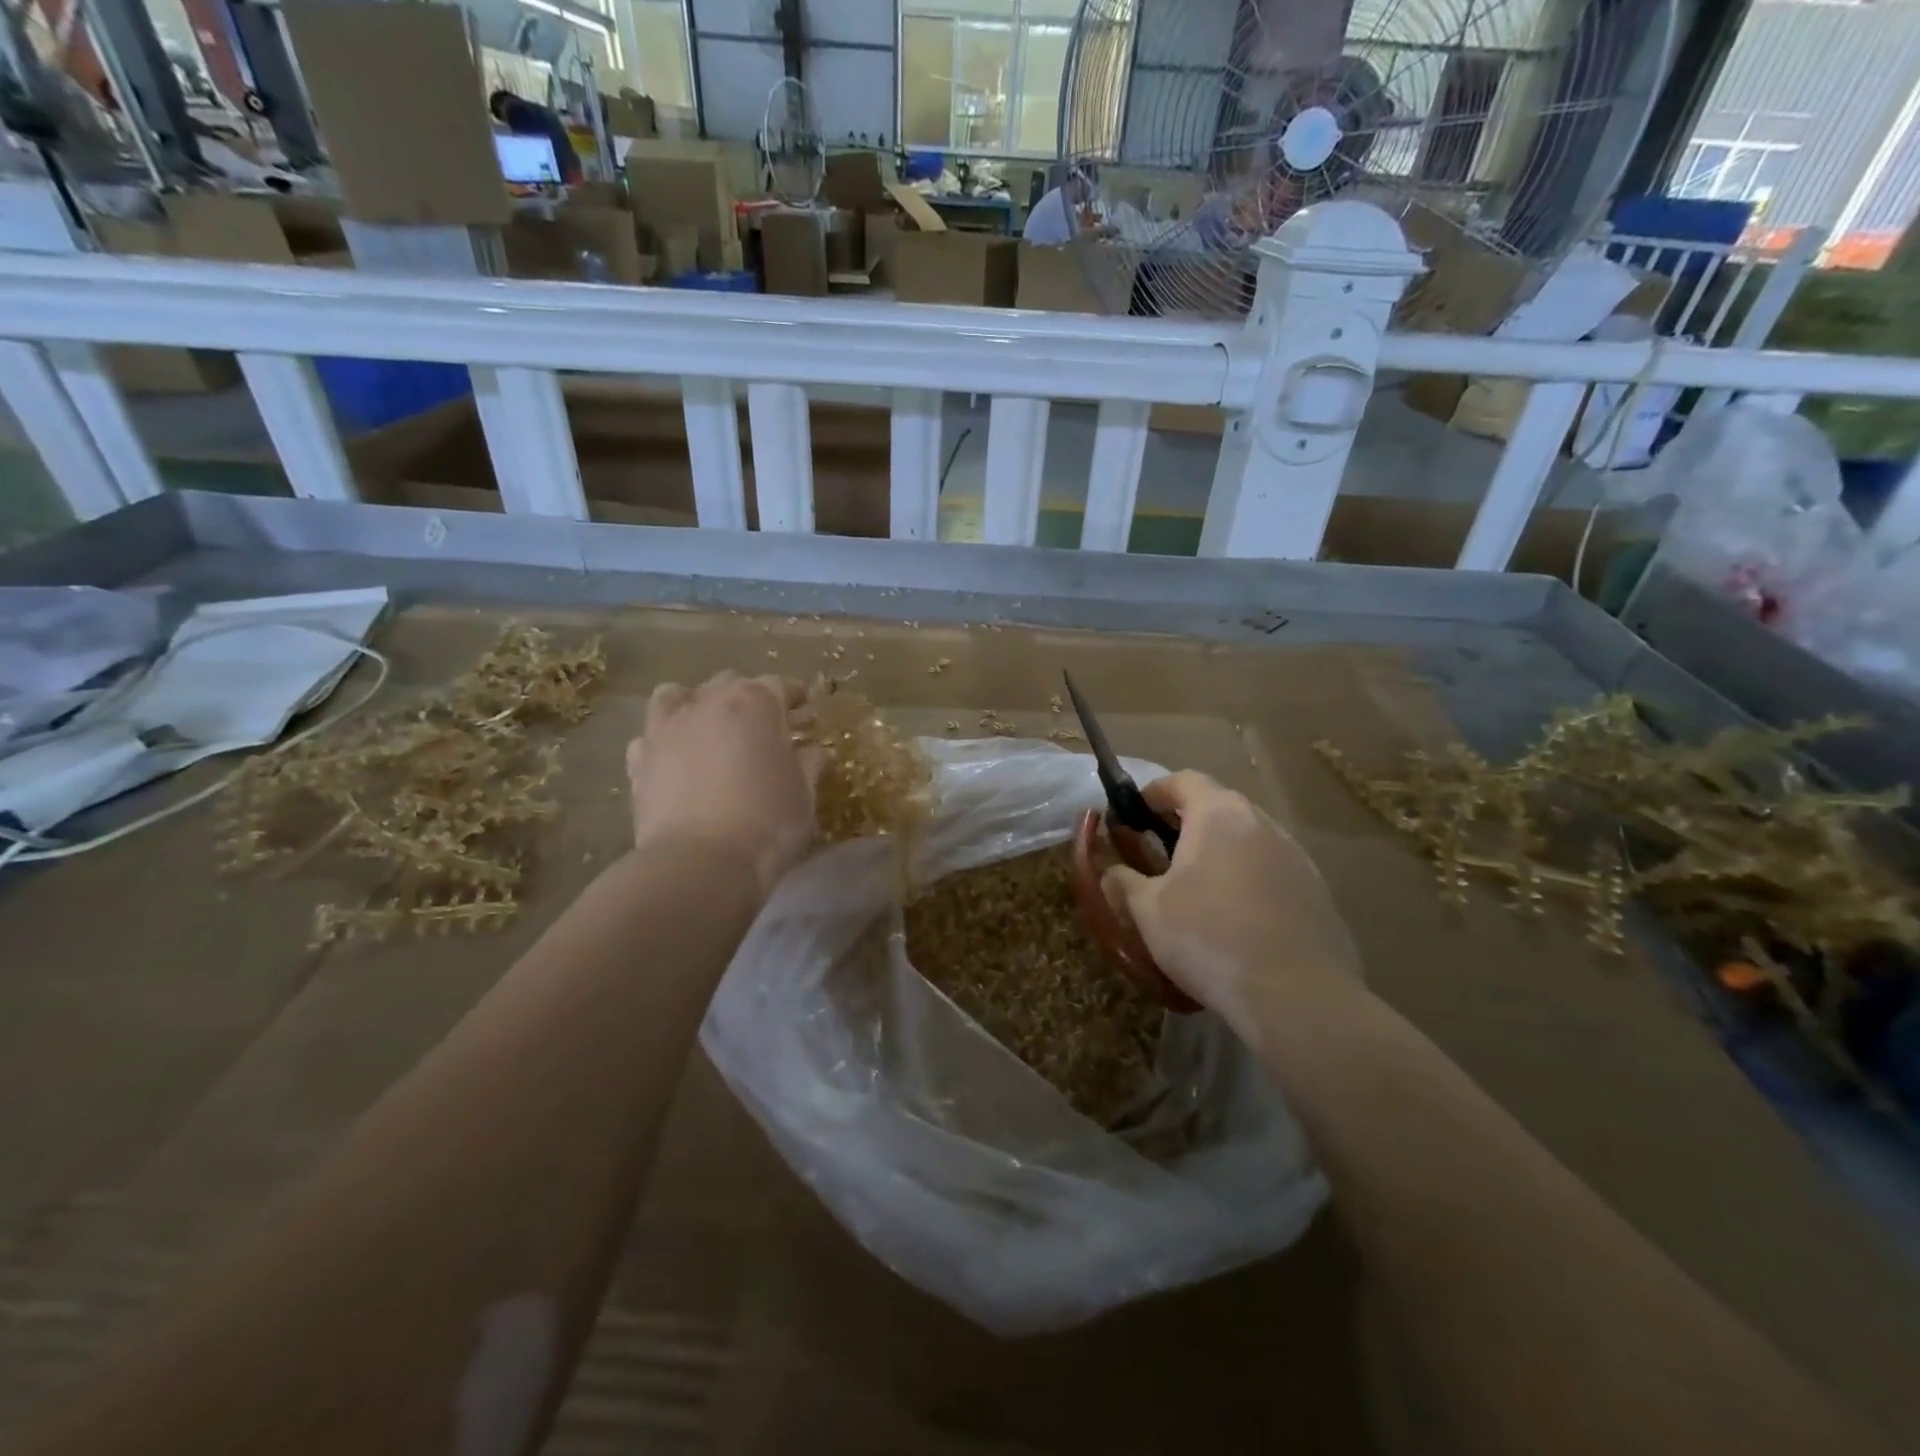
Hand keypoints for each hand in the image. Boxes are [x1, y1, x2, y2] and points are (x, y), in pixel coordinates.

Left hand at [625, 673, 820, 898]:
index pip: (780, 685)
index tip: (804, 711)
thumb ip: (809, 762)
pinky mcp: (639, 758)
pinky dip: (665, 741)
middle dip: (748, 698)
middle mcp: (708, 702)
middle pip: (729, 684)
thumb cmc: (768, 823)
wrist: (701, 863)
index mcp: (755, 702)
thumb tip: (811, 750)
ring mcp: (667, 727)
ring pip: (677, 695)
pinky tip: (676, 760)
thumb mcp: (805, 793)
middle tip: (762, 726)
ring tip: (708, 730)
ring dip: (695, 705)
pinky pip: (651, 736)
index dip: (794, 697)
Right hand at [1101, 771, 1361, 1032]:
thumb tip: (1111, 872)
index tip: (1133, 815)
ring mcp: (1296, 856)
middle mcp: (1261, 822)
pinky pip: (1272, 871)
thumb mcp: (1148, 911)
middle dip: (1185, 823)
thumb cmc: (1208, 937)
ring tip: (1198, 889)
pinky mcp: (1317, 891)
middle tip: (1160, 854)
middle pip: (1218, 806)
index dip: (1153, 793)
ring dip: (1220, 852)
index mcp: (1218, 814)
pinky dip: (1248, 880)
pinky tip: (1236, 919)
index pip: (1182, 781)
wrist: (1296, 995)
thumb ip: (1123, 882)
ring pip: (1247, 839)